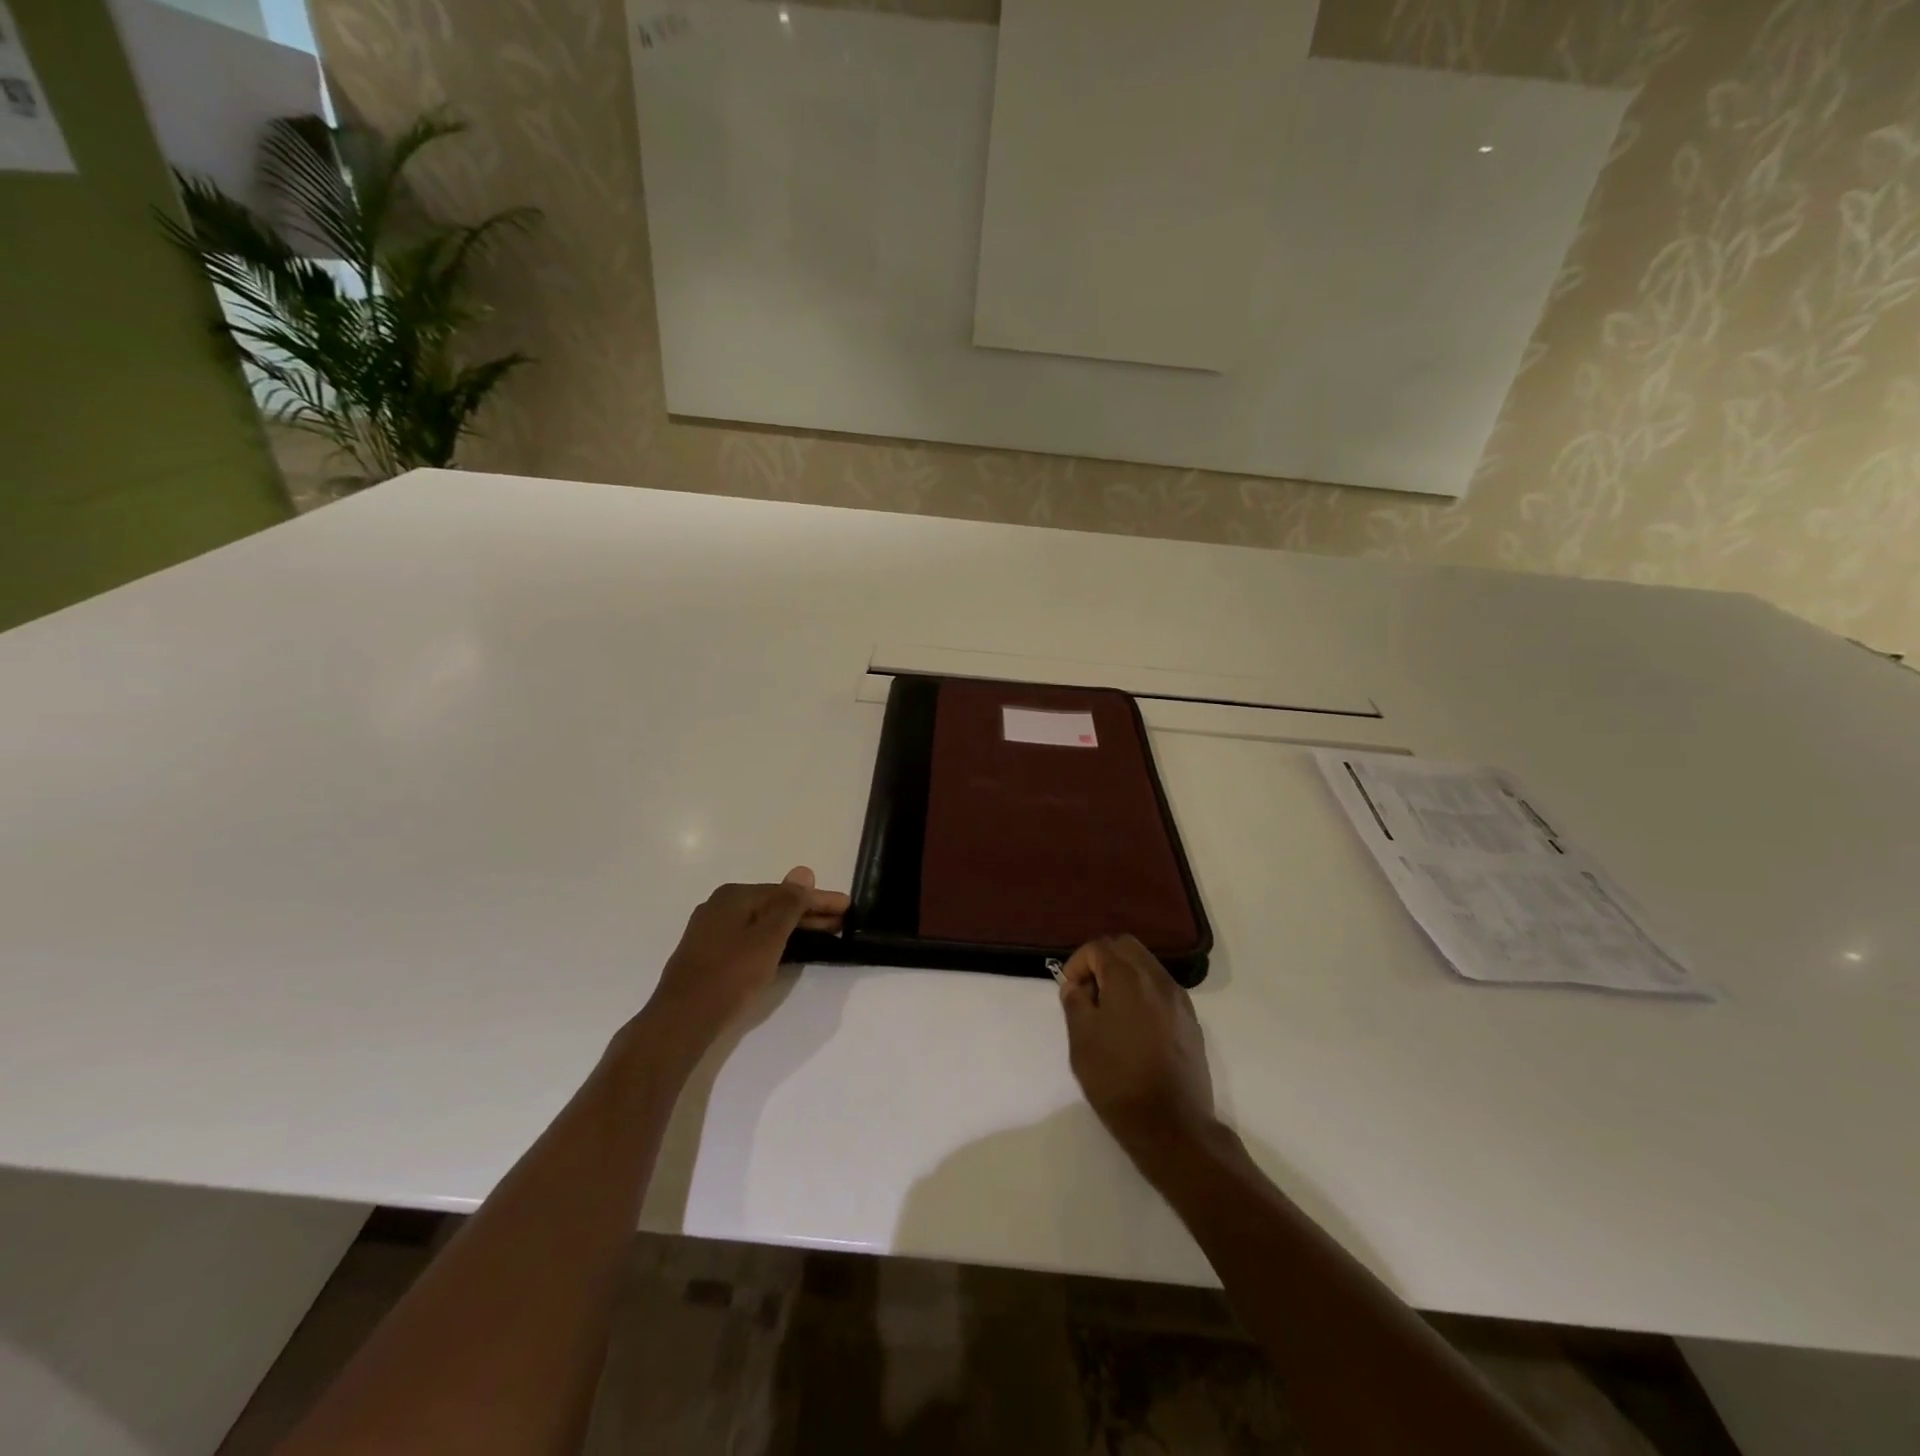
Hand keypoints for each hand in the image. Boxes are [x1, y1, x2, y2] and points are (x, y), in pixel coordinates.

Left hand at [641, 867, 848, 1046]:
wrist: (682, 1019)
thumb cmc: (730, 975)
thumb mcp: (768, 938)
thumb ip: (789, 905)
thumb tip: (803, 872)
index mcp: (734, 895)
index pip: (787, 892)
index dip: (819, 899)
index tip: (847, 906)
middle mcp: (720, 905)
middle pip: (773, 905)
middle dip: (808, 913)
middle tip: (841, 922)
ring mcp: (711, 930)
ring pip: (761, 922)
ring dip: (792, 927)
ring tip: (822, 935)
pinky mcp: (708, 953)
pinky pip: (749, 936)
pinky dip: (772, 939)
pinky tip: (786, 948)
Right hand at [1059, 935, 1217, 1166]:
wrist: (1171, 1124)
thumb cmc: (1117, 1079)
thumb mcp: (1081, 1040)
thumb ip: (1075, 1003)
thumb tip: (1076, 986)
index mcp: (1128, 977)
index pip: (1098, 947)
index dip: (1078, 962)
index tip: (1070, 990)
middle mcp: (1157, 979)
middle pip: (1126, 947)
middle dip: (1102, 960)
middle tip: (1089, 992)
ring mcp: (1179, 999)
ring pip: (1147, 965)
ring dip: (1124, 975)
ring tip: (1110, 1011)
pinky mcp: (1191, 1021)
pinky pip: (1162, 989)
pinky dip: (1144, 993)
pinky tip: (1134, 1027)